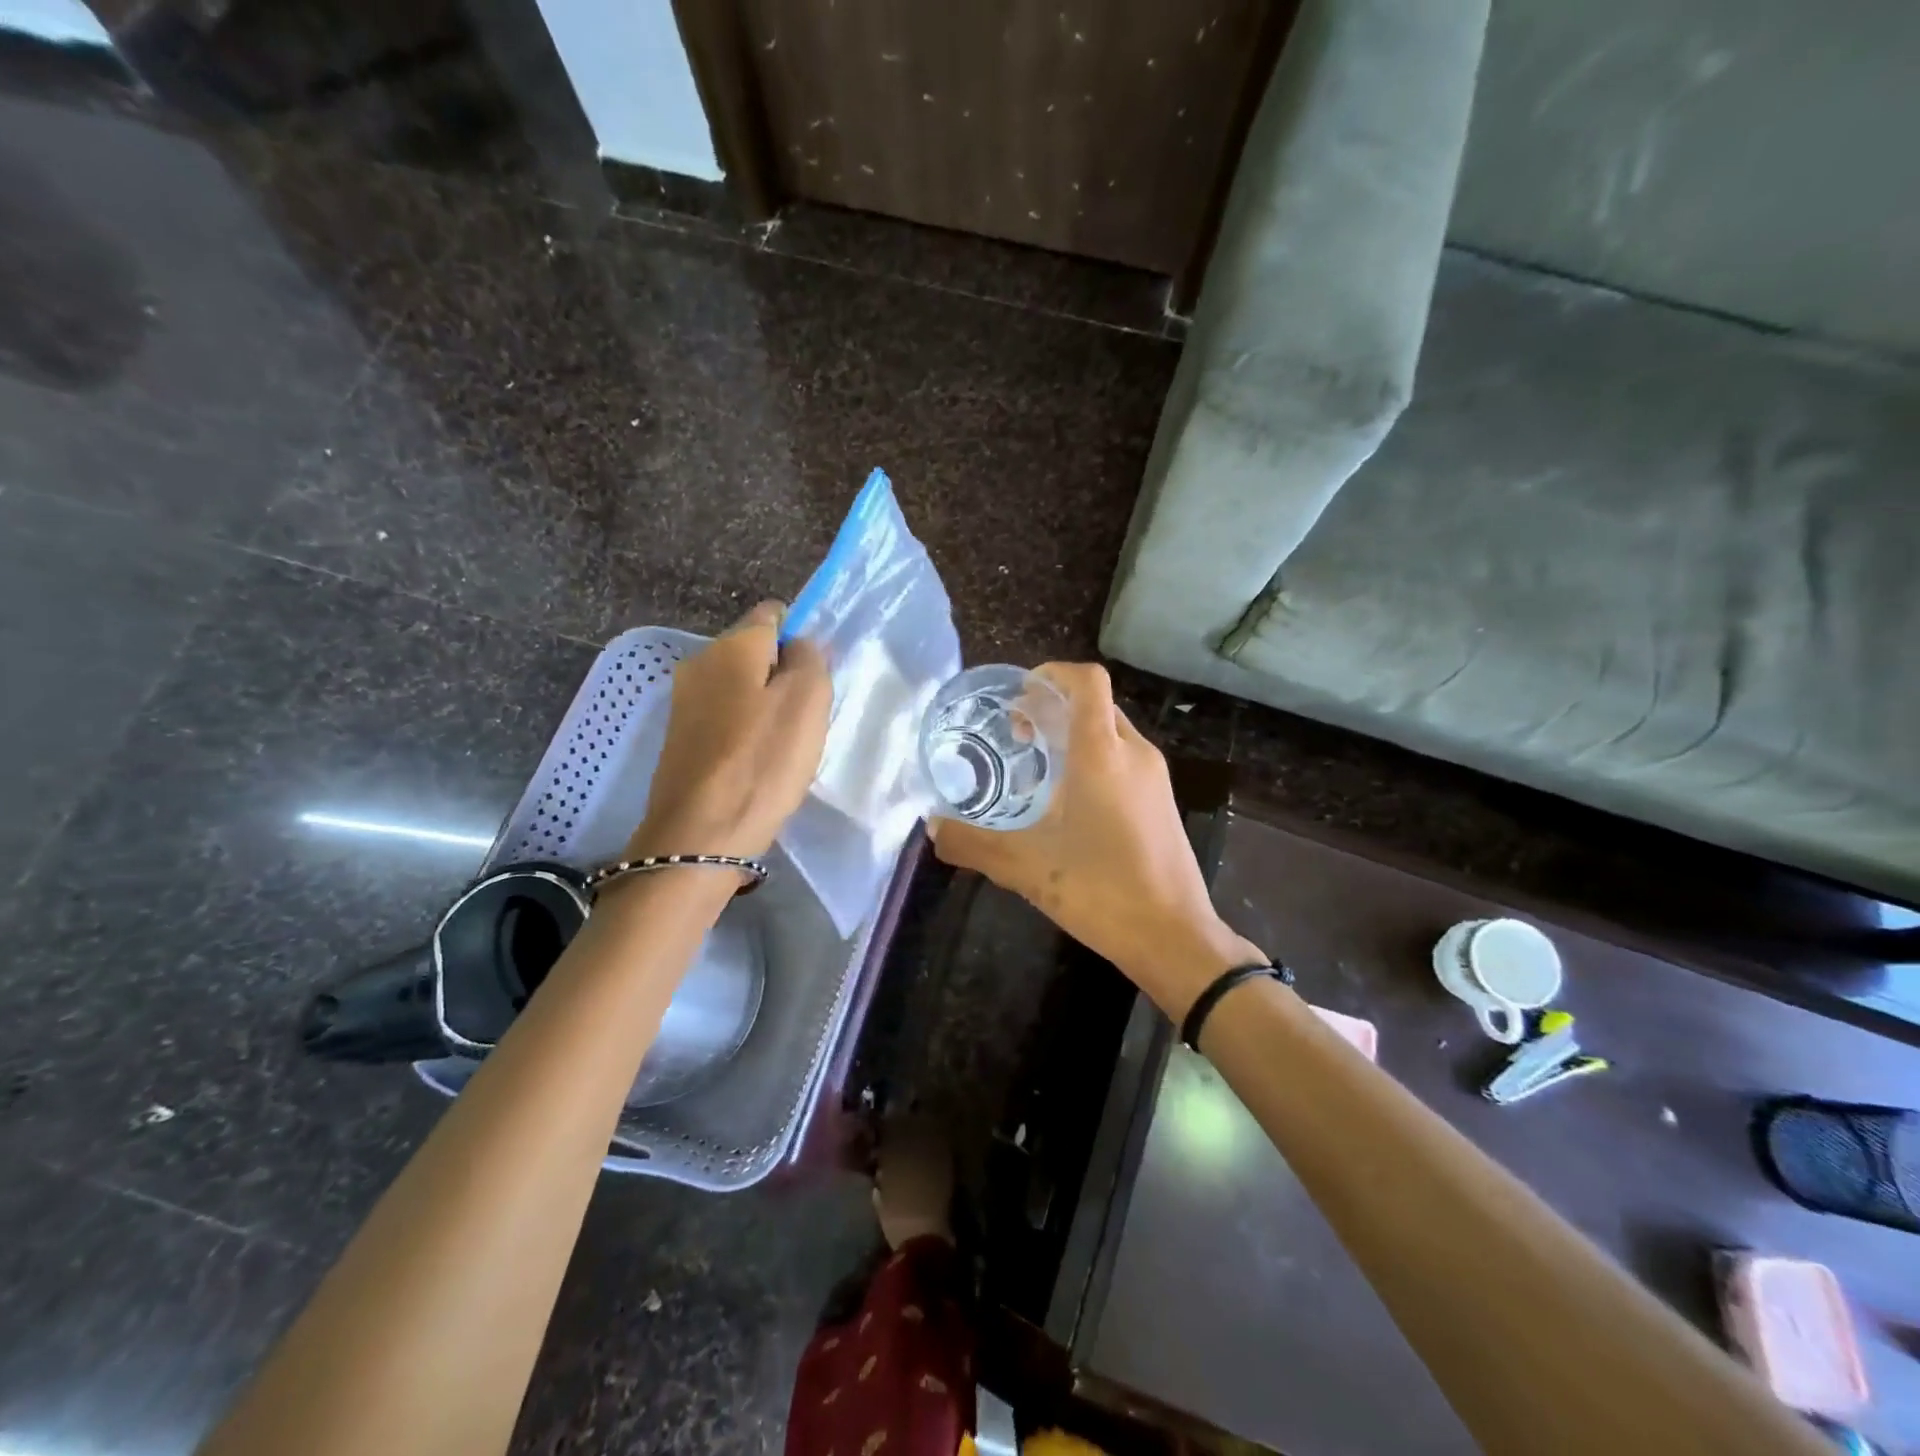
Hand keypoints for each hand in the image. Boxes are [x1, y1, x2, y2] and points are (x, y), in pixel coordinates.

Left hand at [627, 601, 830, 863]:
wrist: (700, 835)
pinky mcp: (680, 738)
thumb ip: (810, 658)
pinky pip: (724, 717)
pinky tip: (758, 761)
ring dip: (765, 705)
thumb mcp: (807, 701)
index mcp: (731, 646)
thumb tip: (799, 645)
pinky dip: (745, 730)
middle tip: (808, 714)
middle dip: (784, 673)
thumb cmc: (762, 761)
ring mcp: (684, 702)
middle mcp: (699, 662)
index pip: (772, 614)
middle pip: (754, 652)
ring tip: (786, 743)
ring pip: (740, 687)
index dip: (801, 634)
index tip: (818, 673)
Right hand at [930, 663, 1264, 1017]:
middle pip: (1096, 703)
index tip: (1018, 698)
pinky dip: (1094, 760)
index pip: (1086, 681)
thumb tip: (933, 829)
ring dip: (1074, 735)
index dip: (1051, 674)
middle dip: (1054, 708)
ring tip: (1037, 768)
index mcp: (1103, 753)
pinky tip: (1069, 803)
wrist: (1173, 936)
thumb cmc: (1100, 889)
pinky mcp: (1162, 802)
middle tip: (1017, 736)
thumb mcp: (1025, 866)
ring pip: (1111, 732)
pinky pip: (1124, 760)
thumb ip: (973, 843)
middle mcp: (1134, 753)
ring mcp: (1154, 778)